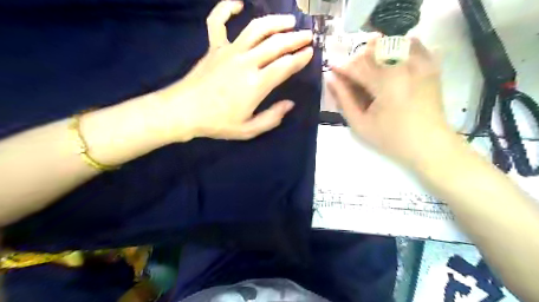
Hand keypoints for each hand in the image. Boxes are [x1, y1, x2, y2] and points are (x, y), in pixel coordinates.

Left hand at [154, 0, 314, 140]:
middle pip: (276, 44)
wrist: (183, 111)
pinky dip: (226, 8)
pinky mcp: (213, 47)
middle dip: (295, 38)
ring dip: (275, 22)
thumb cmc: (217, 123)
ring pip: (256, 28)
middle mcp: (246, 62)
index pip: (285, 65)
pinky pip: (218, 21)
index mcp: (256, 84)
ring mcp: (229, 51)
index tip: (310, 52)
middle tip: (307, 35)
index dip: (300, 58)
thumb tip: (289, 105)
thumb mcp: (248, 130)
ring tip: (288, 20)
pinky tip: (238, 3)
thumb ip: (271, 118)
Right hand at [326, 36, 451, 165]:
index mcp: (385, 82)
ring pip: (391, 42)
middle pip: (372, 51)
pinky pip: (414, 44)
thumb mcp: (360, 124)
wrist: (429, 144)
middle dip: (355, 59)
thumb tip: (331, 79)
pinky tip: (390, 59)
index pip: (356, 66)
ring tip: (368, 66)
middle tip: (348, 73)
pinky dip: (398, 46)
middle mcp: (404, 65)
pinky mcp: (431, 66)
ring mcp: (421, 63)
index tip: (331, 69)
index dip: (340, 67)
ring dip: (375, 51)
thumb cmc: (391, 138)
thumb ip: (344, 99)